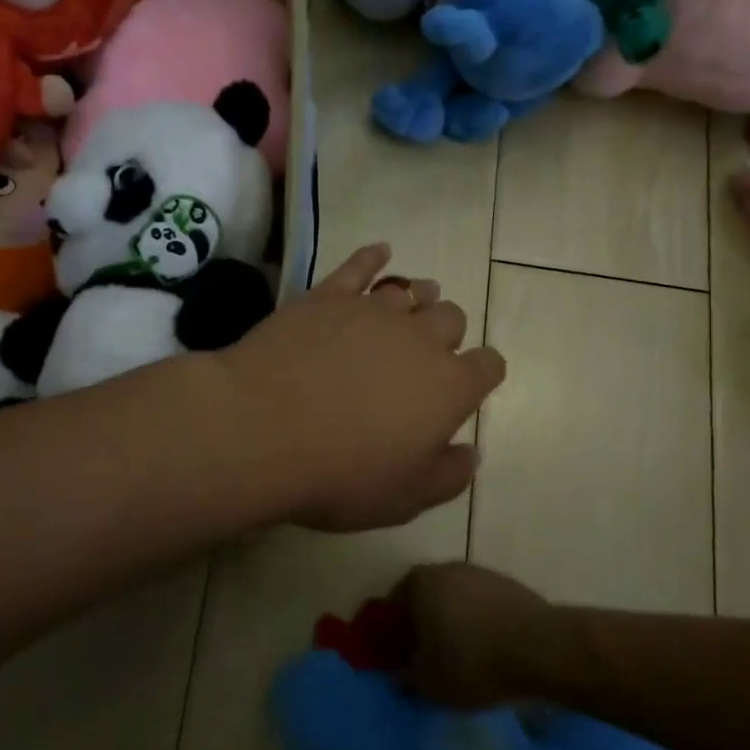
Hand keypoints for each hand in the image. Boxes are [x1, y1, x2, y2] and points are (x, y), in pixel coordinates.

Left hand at [216, 244, 505, 532]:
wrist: (262, 429)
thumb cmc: (340, 473)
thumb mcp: (405, 497)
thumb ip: (449, 475)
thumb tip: (470, 452)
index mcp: (448, 387)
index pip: (487, 366)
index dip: (482, 373)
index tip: (470, 383)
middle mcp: (420, 339)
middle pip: (452, 319)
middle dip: (448, 333)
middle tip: (426, 353)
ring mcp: (372, 310)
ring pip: (411, 290)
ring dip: (419, 297)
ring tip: (413, 303)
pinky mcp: (328, 295)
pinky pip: (360, 265)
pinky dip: (373, 257)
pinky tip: (380, 251)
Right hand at [392, 562, 555, 707]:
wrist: (541, 647)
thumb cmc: (473, 662)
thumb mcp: (429, 684)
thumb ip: (407, 678)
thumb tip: (400, 675)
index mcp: (418, 583)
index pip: (393, 606)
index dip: (393, 634)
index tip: (401, 659)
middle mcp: (445, 568)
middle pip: (425, 599)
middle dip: (424, 626)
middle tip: (429, 660)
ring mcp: (480, 573)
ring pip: (455, 601)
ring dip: (454, 624)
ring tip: (463, 659)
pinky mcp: (508, 584)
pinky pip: (483, 606)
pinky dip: (481, 624)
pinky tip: (491, 651)